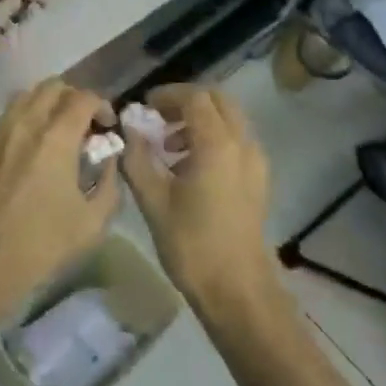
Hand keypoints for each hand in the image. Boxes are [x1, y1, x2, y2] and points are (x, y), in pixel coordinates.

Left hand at [0, 80, 119, 332]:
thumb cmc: (42, 244)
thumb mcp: (93, 221)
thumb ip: (109, 182)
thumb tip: (109, 159)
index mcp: (55, 137)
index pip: (83, 98)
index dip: (101, 105)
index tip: (107, 127)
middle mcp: (24, 124)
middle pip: (52, 87)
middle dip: (73, 98)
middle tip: (84, 125)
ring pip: (25, 98)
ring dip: (46, 106)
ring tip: (57, 134)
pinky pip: (5, 118)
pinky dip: (24, 122)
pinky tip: (29, 151)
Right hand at [120, 84, 272, 313]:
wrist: (237, 290)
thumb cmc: (192, 244)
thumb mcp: (153, 200)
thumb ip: (137, 157)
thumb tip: (127, 128)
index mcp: (217, 144)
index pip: (194, 97)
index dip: (167, 96)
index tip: (143, 108)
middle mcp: (242, 144)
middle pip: (218, 100)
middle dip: (186, 102)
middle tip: (157, 119)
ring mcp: (256, 161)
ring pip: (230, 119)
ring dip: (200, 120)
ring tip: (169, 147)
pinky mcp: (258, 179)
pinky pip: (236, 140)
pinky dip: (213, 138)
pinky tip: (189, 168)